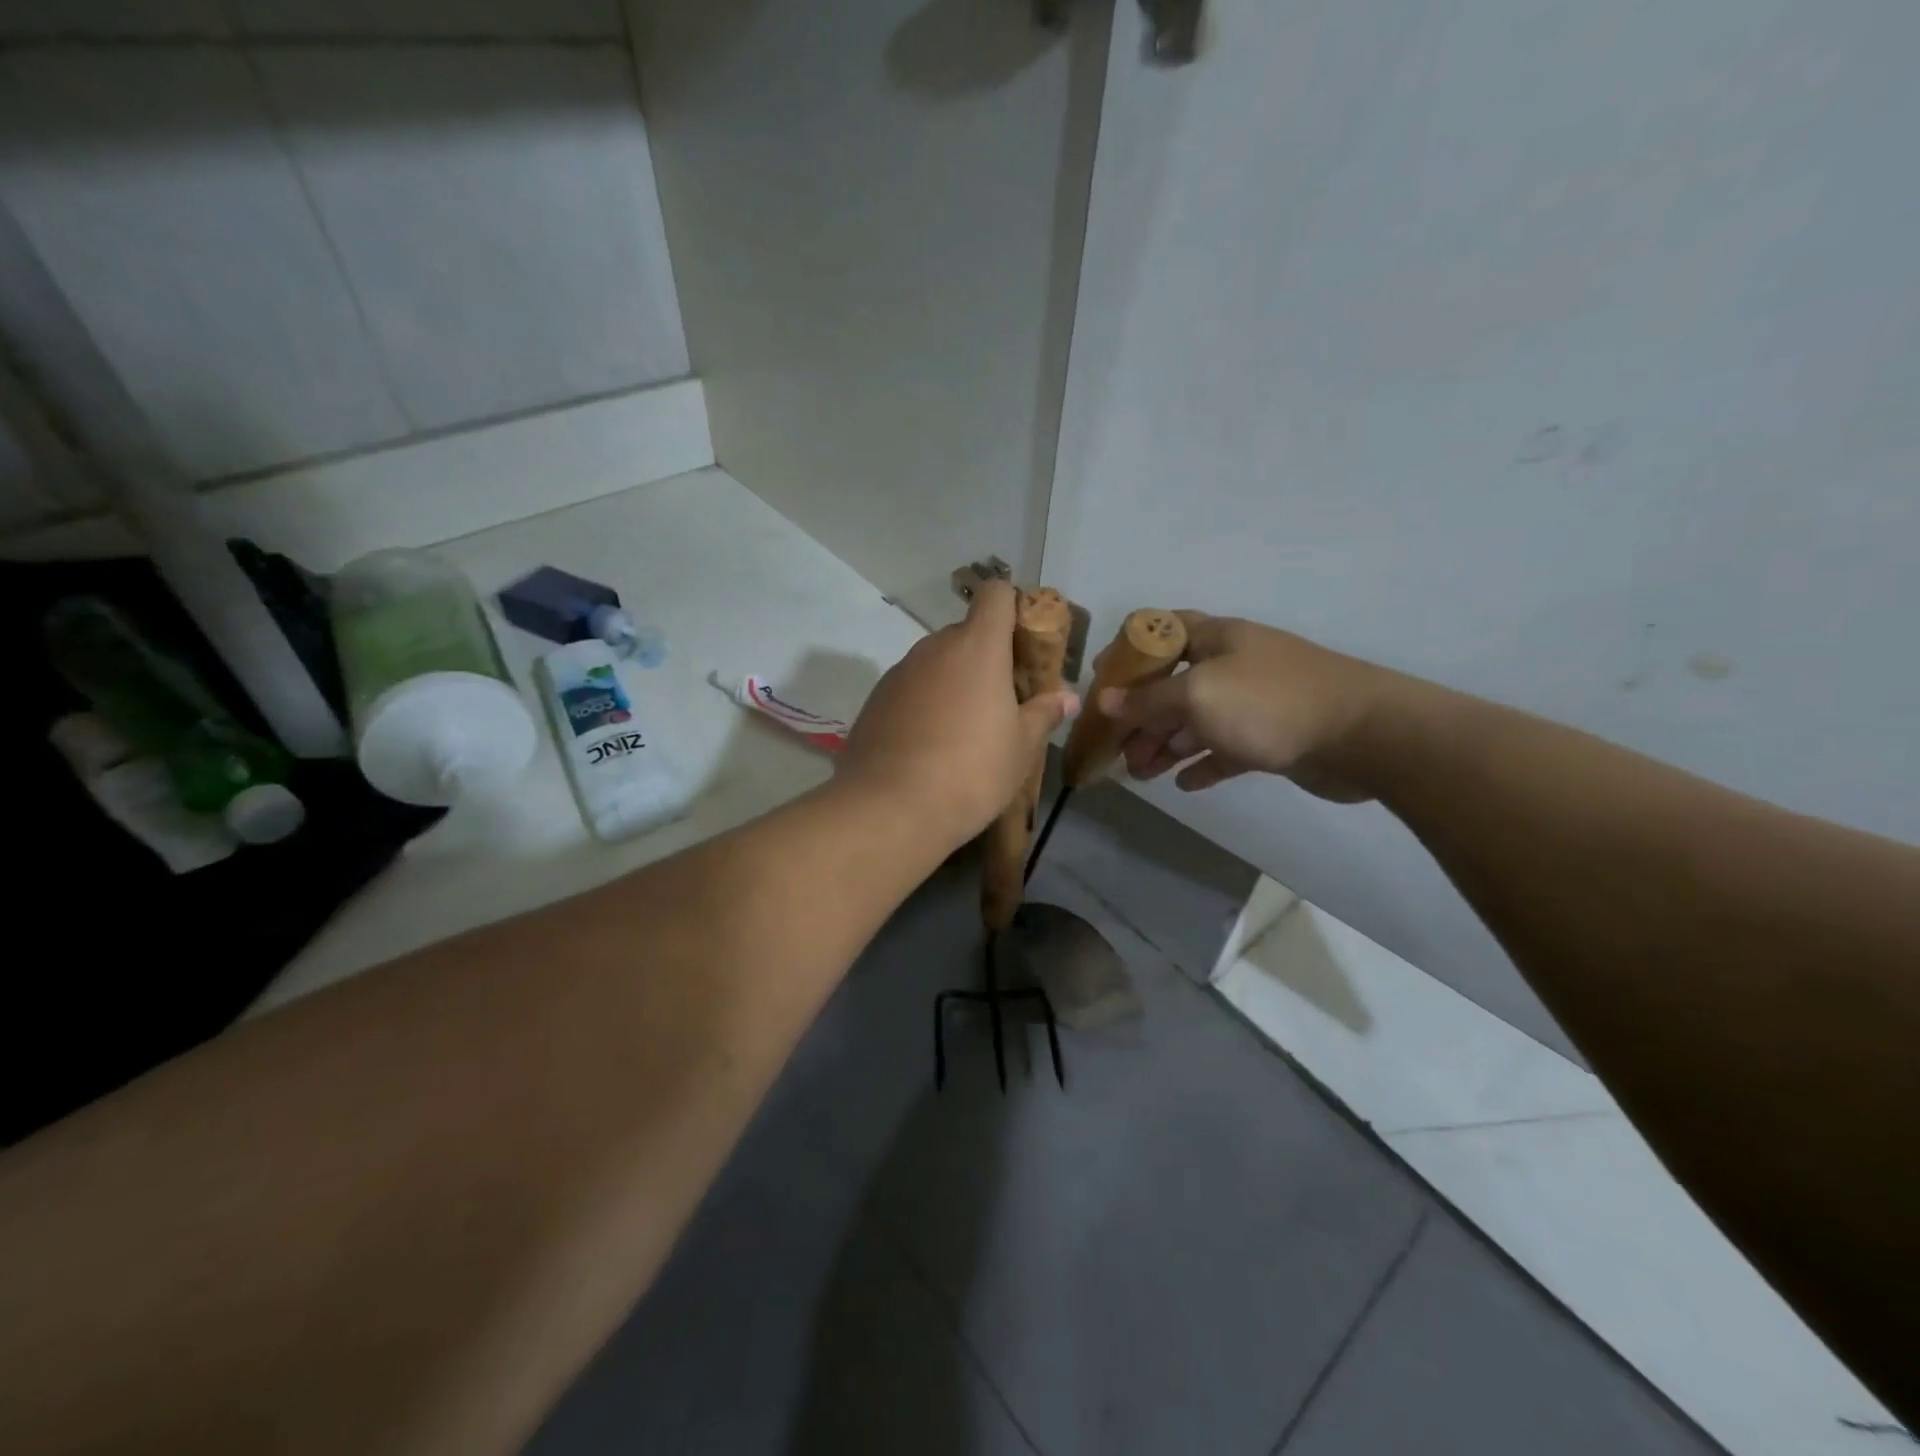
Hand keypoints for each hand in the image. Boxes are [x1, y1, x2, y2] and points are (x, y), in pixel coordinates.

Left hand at [841, 581, 1078, 841]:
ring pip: (936, 662)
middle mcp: (934, 648)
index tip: (1023, 644)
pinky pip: (910, 688)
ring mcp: (899, 672)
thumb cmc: (971, 772)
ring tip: (964, 729)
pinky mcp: (875, 700)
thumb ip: (1044, 714)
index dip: (1012, 608)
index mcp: (977, 647)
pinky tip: (929, 745)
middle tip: (1002, 700)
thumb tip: (1068, 697)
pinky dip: (924, 703)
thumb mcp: (1021, 748)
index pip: (995, 595)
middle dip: (986, 656)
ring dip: (953, 681)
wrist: (891, 809)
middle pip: (966, 633)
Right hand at [1099, 615, 1403, 801]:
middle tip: (1118, 749)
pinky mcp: (1272, 737)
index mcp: (1216, 639)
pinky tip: (1185, 783)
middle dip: (1142, 717)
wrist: (1362, 735)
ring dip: (1166, 745)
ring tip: (1142, 774)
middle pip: (1173, 685)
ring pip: (1196, 721)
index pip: (1161, 632)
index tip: (1102, 683)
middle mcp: (1232, 664)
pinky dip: (1203, 764)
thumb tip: (1108, 702)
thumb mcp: (1198, 695)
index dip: (1128, 653)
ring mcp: (1254, 702)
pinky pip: (1226, 749)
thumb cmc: (1269, 703)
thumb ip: (1149, 700)